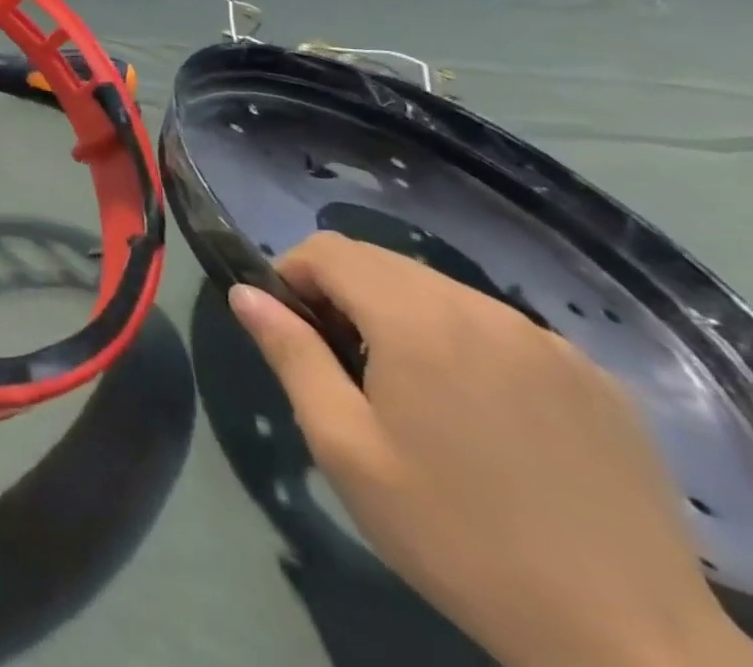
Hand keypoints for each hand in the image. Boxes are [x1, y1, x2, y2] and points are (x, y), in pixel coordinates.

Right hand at [232, 234, 749, 666]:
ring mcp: (549, 343)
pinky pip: (500, 330)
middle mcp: (484, 311)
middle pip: (384, 264)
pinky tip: (480, 417)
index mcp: (419, 321)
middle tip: (344, 367)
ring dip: (403, 318)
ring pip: (441, 293)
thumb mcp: (344, 447)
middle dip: (345, 295)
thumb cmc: (456, 536)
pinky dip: (464, 345)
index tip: (294, 331)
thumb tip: (245, 292)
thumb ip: (290, 354)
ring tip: (409, 394)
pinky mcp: (596, 380)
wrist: (631, 646)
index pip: (330, 250)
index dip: (294, 276)